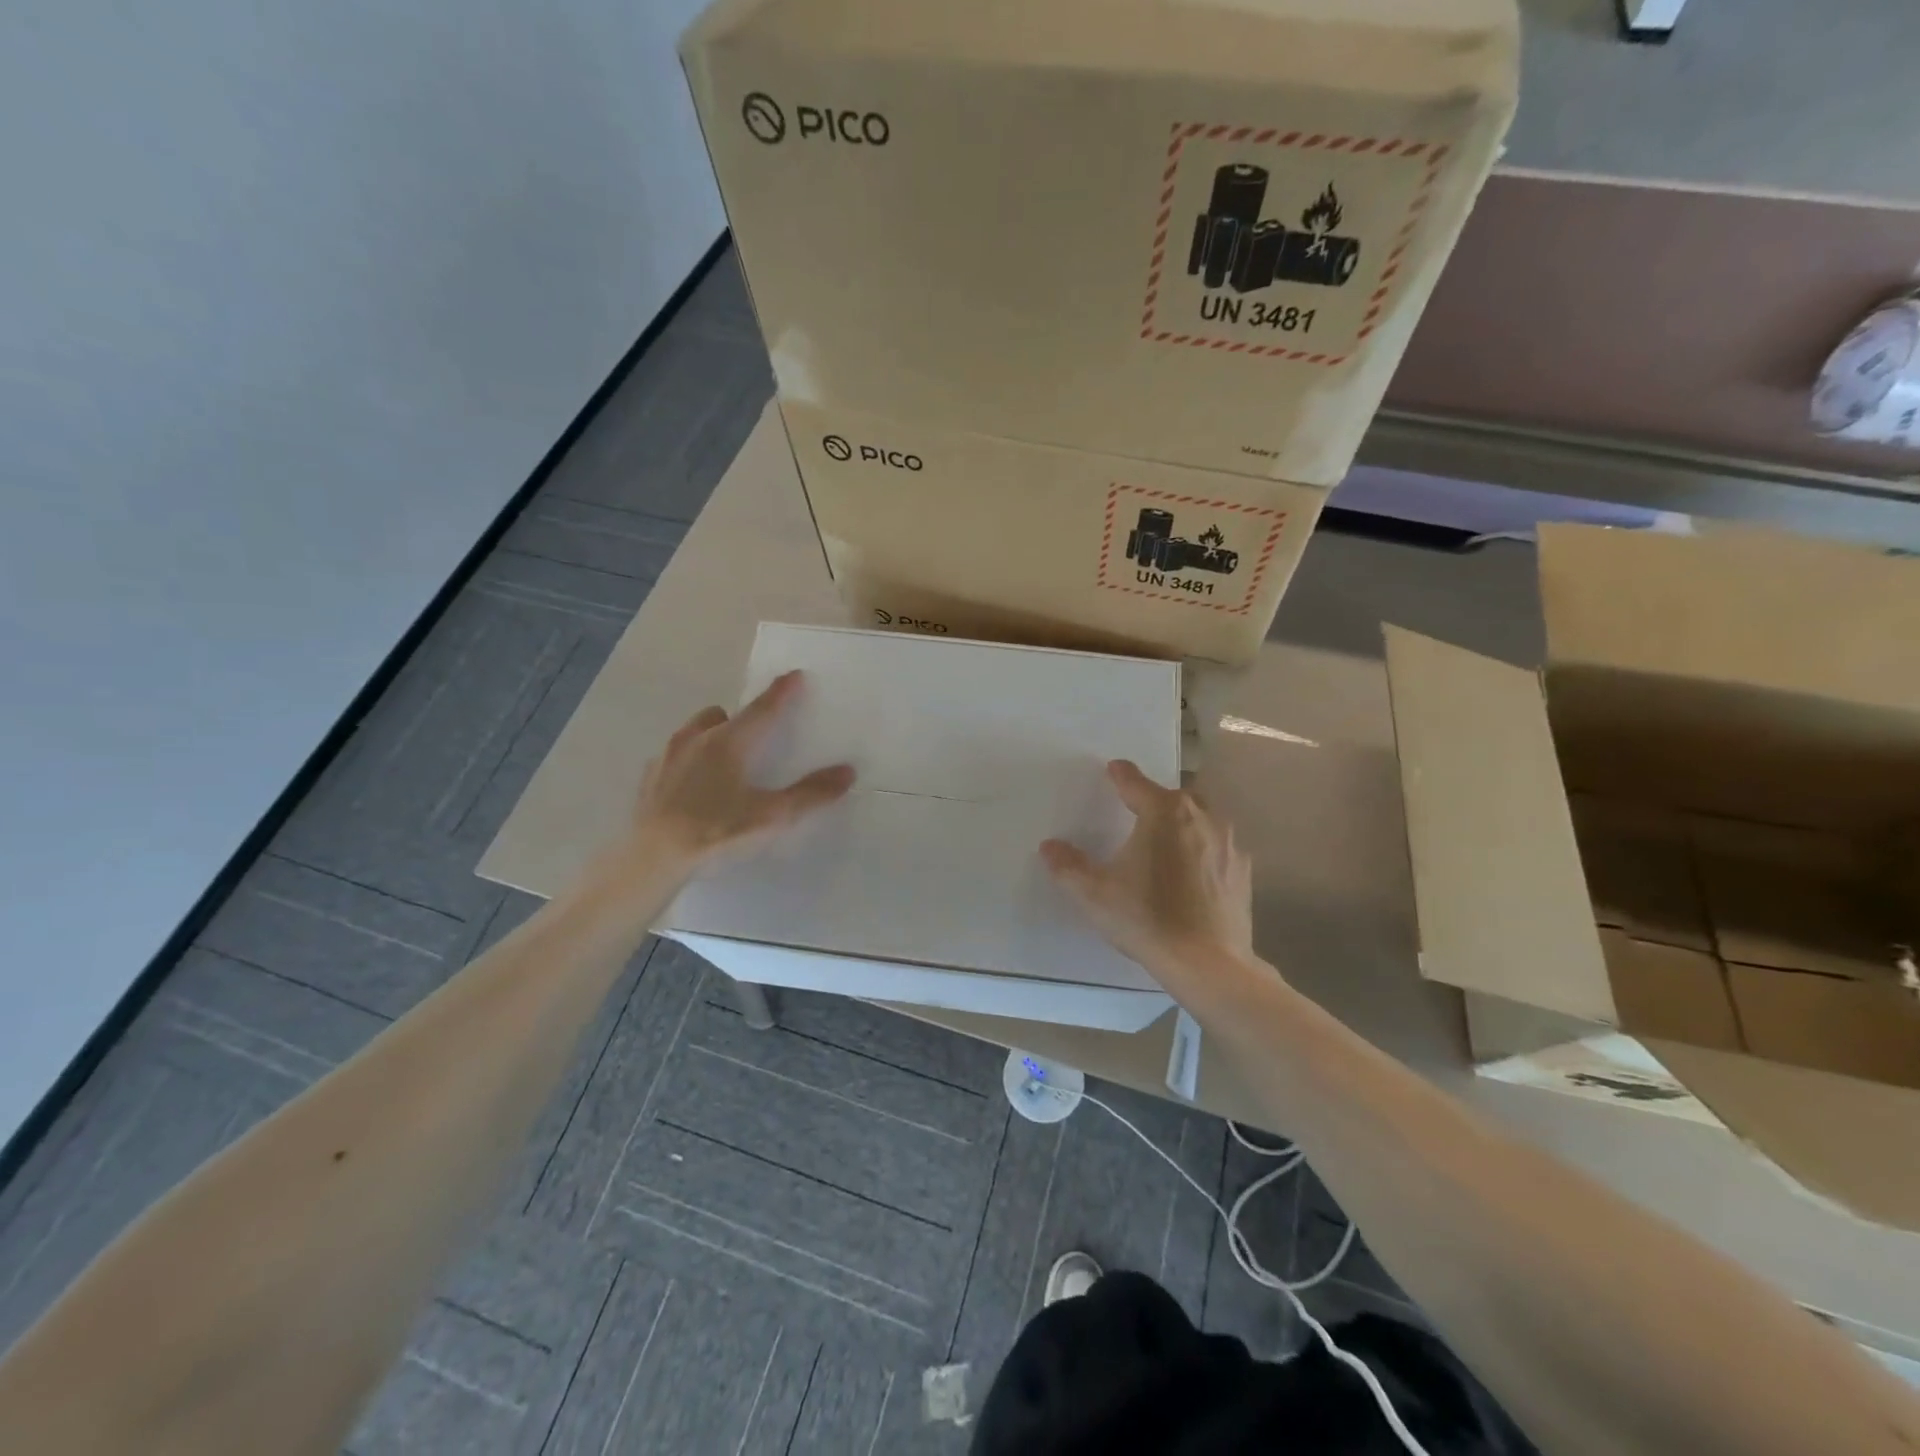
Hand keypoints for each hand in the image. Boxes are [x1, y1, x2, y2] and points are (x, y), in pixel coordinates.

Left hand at [629, 671, 854, 870]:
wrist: (652, 858)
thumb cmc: (717, 831)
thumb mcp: (773, 816)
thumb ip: (811, 793)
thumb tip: (847, 771)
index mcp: (730, 742)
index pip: (763, 708)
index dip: (782, 692)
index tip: (795, 675)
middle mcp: (696, 739)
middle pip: (722, 715)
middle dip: (740, 718)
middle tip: (755, 738)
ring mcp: (667, 757)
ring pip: (693, 732)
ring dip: (710, 736)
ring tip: (723, 764)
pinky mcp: (648, 778)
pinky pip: (673, 757)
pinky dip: (687, 762)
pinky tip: (692, 789)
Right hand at [1041, 760, 1255, 990]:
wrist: (1208, 963)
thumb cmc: (1147, 919)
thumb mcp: (1095, 894)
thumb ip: (1068, 866)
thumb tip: (1050, 847)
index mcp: (1163, 812)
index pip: (1135, 782)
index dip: (1120, 775)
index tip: (1113, 770)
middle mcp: (1200, 816)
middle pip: (1174, 796)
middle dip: (1155, 800)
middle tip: (1136, 813)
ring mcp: (1228, 842)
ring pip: (1202, 818)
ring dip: (1182, 823)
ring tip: (1165, 843)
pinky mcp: (1243, 870)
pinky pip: (1218, 846)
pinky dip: (1203, 850)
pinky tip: (1191, 874)